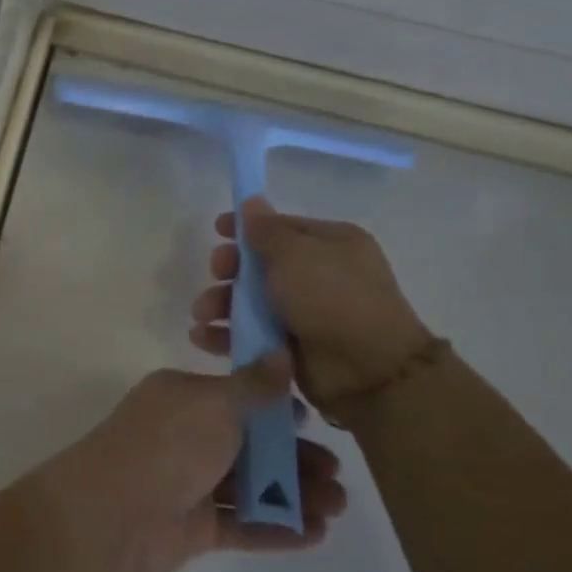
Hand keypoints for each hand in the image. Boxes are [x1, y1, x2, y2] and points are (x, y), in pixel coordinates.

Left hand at [59, 367, 345, 571]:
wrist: (113, 513)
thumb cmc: (167, 446)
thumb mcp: (215, 404)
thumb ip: (254, 385)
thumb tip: (281, 352)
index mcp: (182, 398)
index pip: (236, 398)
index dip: (275, 411)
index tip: (313, 424)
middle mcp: (183, 436)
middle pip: (248, 445)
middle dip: (294, 459)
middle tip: (338, 476)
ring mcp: (187, 483)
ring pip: (248, 486)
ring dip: (293, 495)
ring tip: (336, 508)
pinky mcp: (192, 527)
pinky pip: (241, 523)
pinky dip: (276, 527)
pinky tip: (315, 534)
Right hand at [188, 197, 433, 415]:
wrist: (368, 371)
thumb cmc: (332, 298)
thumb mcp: (296, 254)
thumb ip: (266, 229)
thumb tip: (251, 201)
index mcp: (331, 244)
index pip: (280, 228)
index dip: (246, 228)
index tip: (217, 231)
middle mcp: (320, 275)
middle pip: (260, 265)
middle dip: (230, 270)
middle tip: (216, 275)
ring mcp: (305, 314)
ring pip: (251, 302)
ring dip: (221, 304)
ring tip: (203, 315)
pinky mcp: (291, 347)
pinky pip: (250, 335)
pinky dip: (226, 335)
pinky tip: (204, 337)